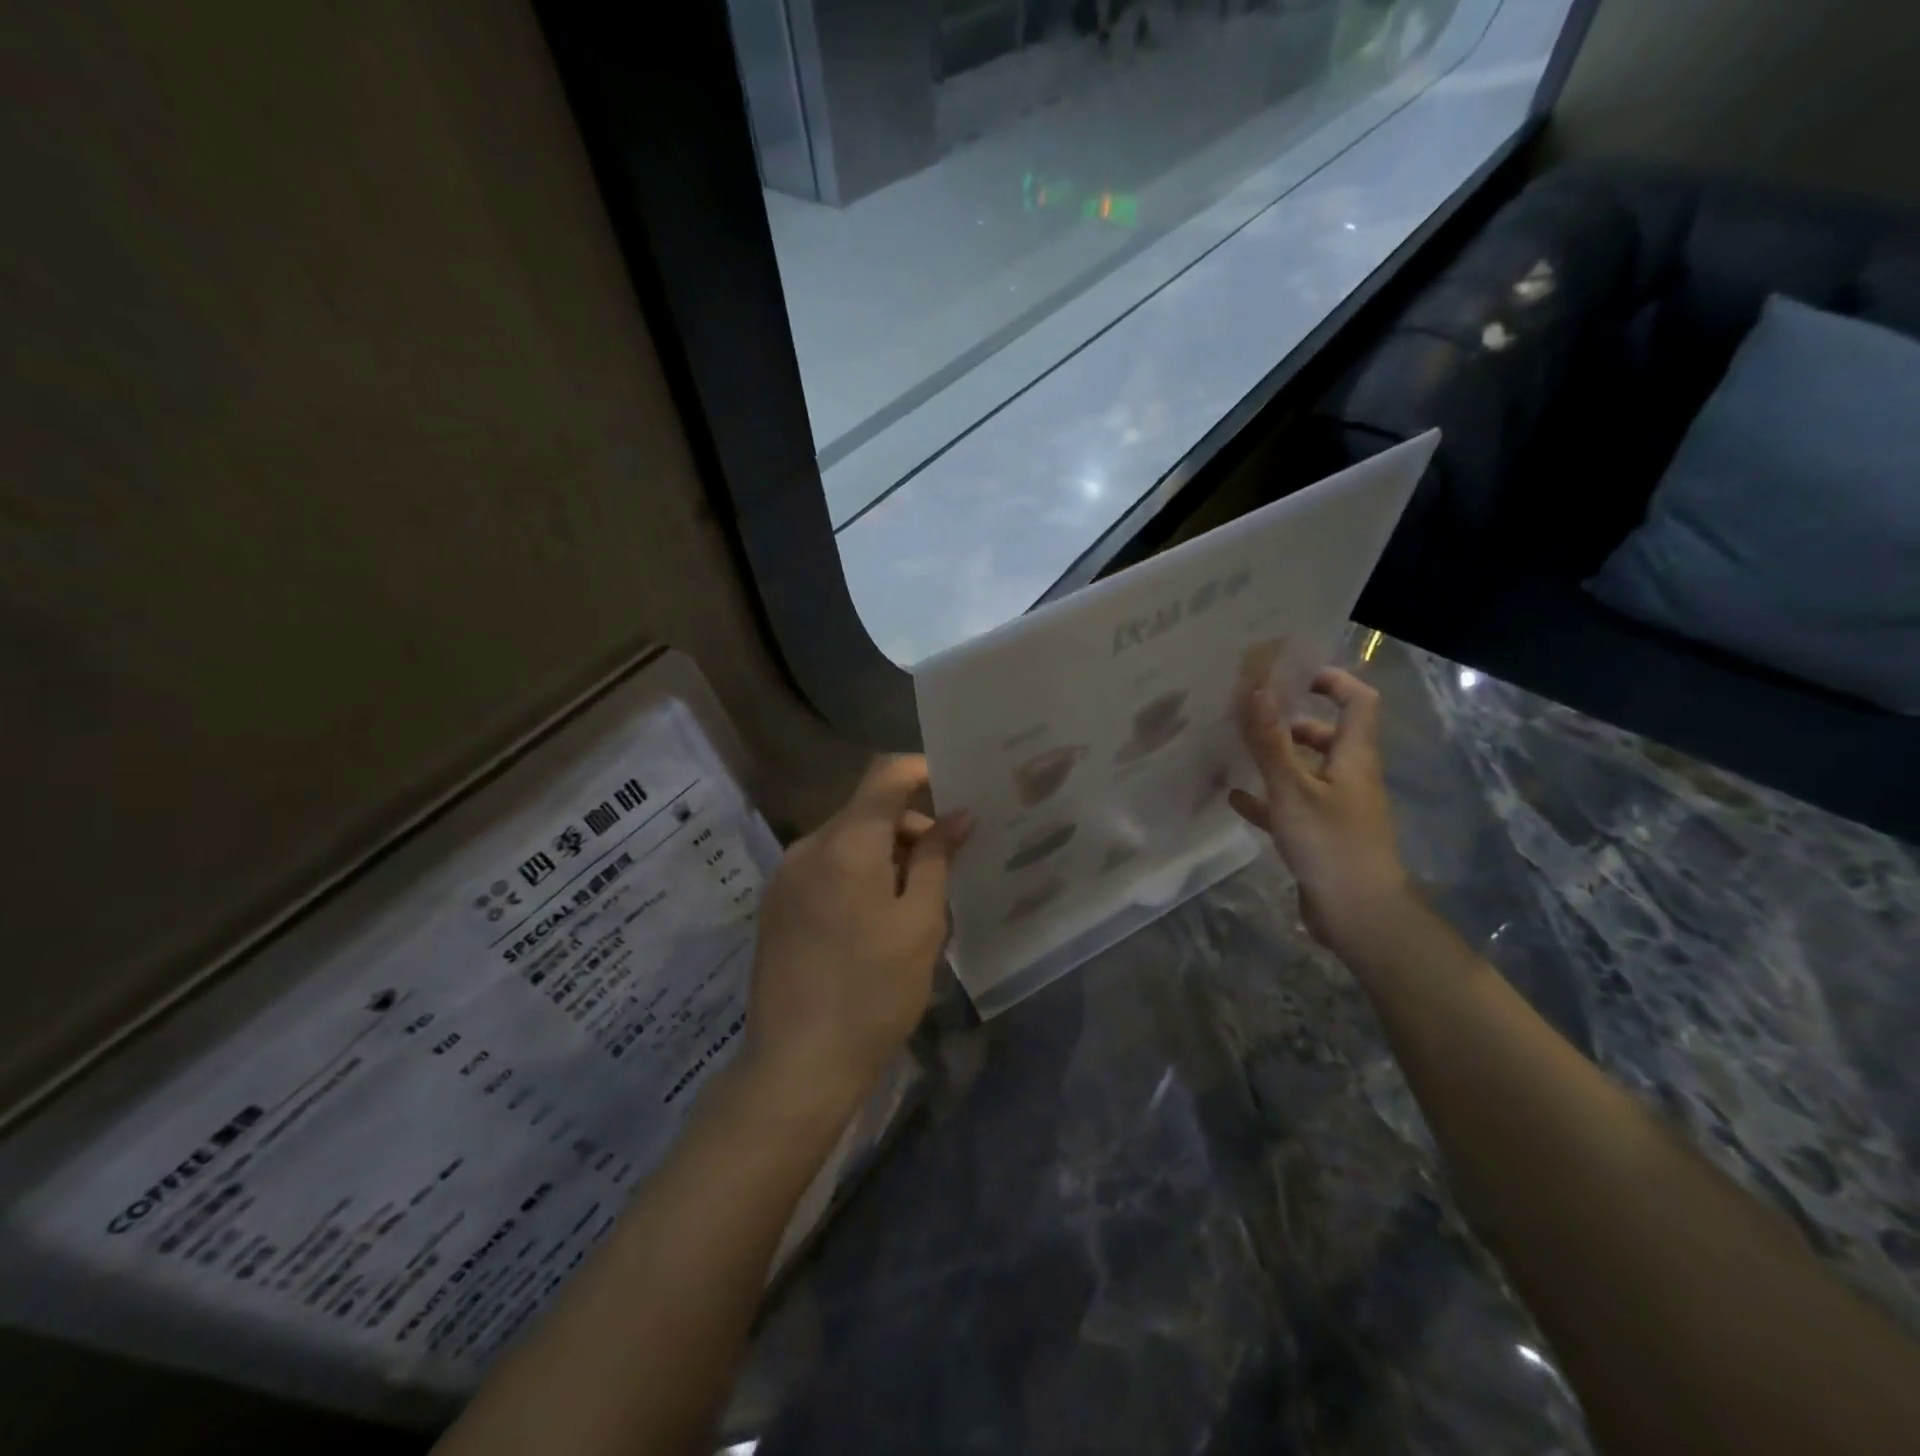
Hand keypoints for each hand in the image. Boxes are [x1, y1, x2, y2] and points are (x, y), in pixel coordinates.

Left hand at [742, 756, 972, 1118]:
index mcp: (846, 844)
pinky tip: (875, 919)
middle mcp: (808, 847)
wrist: (798, 1065)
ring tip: (915, 901)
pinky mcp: (775, 905)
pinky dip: (857, 873)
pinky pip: (824, 867)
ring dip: (884, 853)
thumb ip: (938, 859)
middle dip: (910, 825)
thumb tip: (958, 814)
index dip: (922, 769)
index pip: (885, 775)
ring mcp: (785, 876)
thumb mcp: (921, 924)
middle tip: (948, 865)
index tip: (957, 787)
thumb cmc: (874, 992)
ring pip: (845, 840)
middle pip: (866, 810)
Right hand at [1229, 667, 1409, 953]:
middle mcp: (1349, 776)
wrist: (1358, 914)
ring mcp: (1335, 808)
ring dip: (1275, 759)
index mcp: (1354, 757)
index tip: (1291, 674)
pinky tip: (1235, 799)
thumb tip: (1257, 689)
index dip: (1331, 680)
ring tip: (1235, 750)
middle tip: (1249, 714)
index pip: (1358, 701)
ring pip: (1305, 771)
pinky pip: (1290, 807)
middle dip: (1290, 721)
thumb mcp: (1293, 789)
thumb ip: (1271, 741)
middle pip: (1327, 735)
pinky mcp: (1320, 836)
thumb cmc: (1331, 844)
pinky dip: (1266, 799)